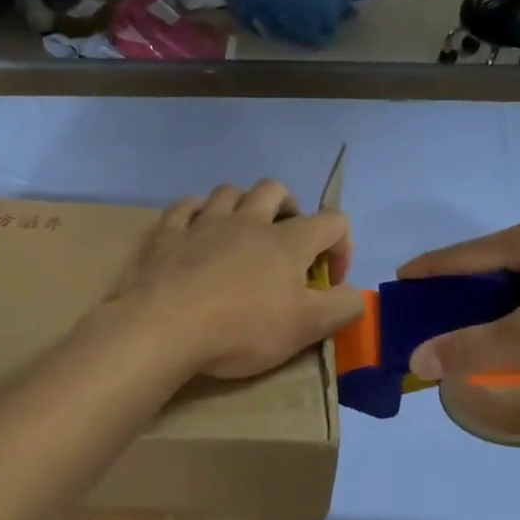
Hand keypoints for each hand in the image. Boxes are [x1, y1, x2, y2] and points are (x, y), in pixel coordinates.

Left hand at [105, 180, 362, 380]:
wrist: (164, 328)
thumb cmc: (242, 329)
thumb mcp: (306, 328)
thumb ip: (343, 308)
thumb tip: (355, 295)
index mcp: (288, 242)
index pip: (333, 221)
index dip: (342, 246)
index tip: (329, 282)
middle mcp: (248, 221)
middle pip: (276, 190)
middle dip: (289, 209)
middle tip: (286, 243)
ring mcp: (204, 223)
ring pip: (229, 192)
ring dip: (242, 206)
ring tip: (242, 234)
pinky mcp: (168, 234)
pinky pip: (185, 207)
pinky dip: (196, 213)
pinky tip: (196, 230)